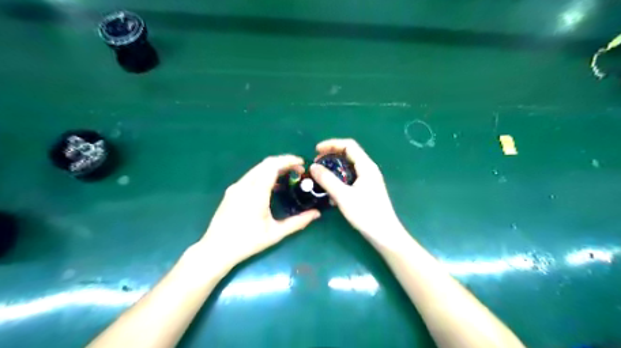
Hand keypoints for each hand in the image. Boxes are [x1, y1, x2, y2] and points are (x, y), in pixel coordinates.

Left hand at [194, 155, 322, 269]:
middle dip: (284, 162)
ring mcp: (236, 187)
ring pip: (257, 169)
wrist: (216, 249)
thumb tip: (317, 213)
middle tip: (298, 170)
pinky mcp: (231, 191)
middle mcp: (244, 185)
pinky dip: (264, 175)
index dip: (288, 160)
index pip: (273, 166)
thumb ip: (298, 222)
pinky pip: (250, 176)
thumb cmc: (247, 242)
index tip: (301, 163)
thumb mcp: (275, 234)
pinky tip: (272, 186)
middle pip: (265, 163)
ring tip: (288, 176)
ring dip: (274, 168)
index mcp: (256, 192)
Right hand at [309, 140, 407, 247]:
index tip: (316, 151)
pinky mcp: (367, 188)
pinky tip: (331, 189)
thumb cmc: (366, 213)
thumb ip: (327, 180)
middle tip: (316, 164)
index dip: (331, 144)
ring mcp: (369, 179)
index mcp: (366, 166)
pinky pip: (351, 177)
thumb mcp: (343, 196)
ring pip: (349, 166)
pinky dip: (339, 178)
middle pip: (349, 154)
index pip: (348, 145)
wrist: (384, 234)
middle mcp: (369, 169)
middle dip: (331, 155)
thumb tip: (313, 167)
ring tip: (321, 175)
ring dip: (334, 168)